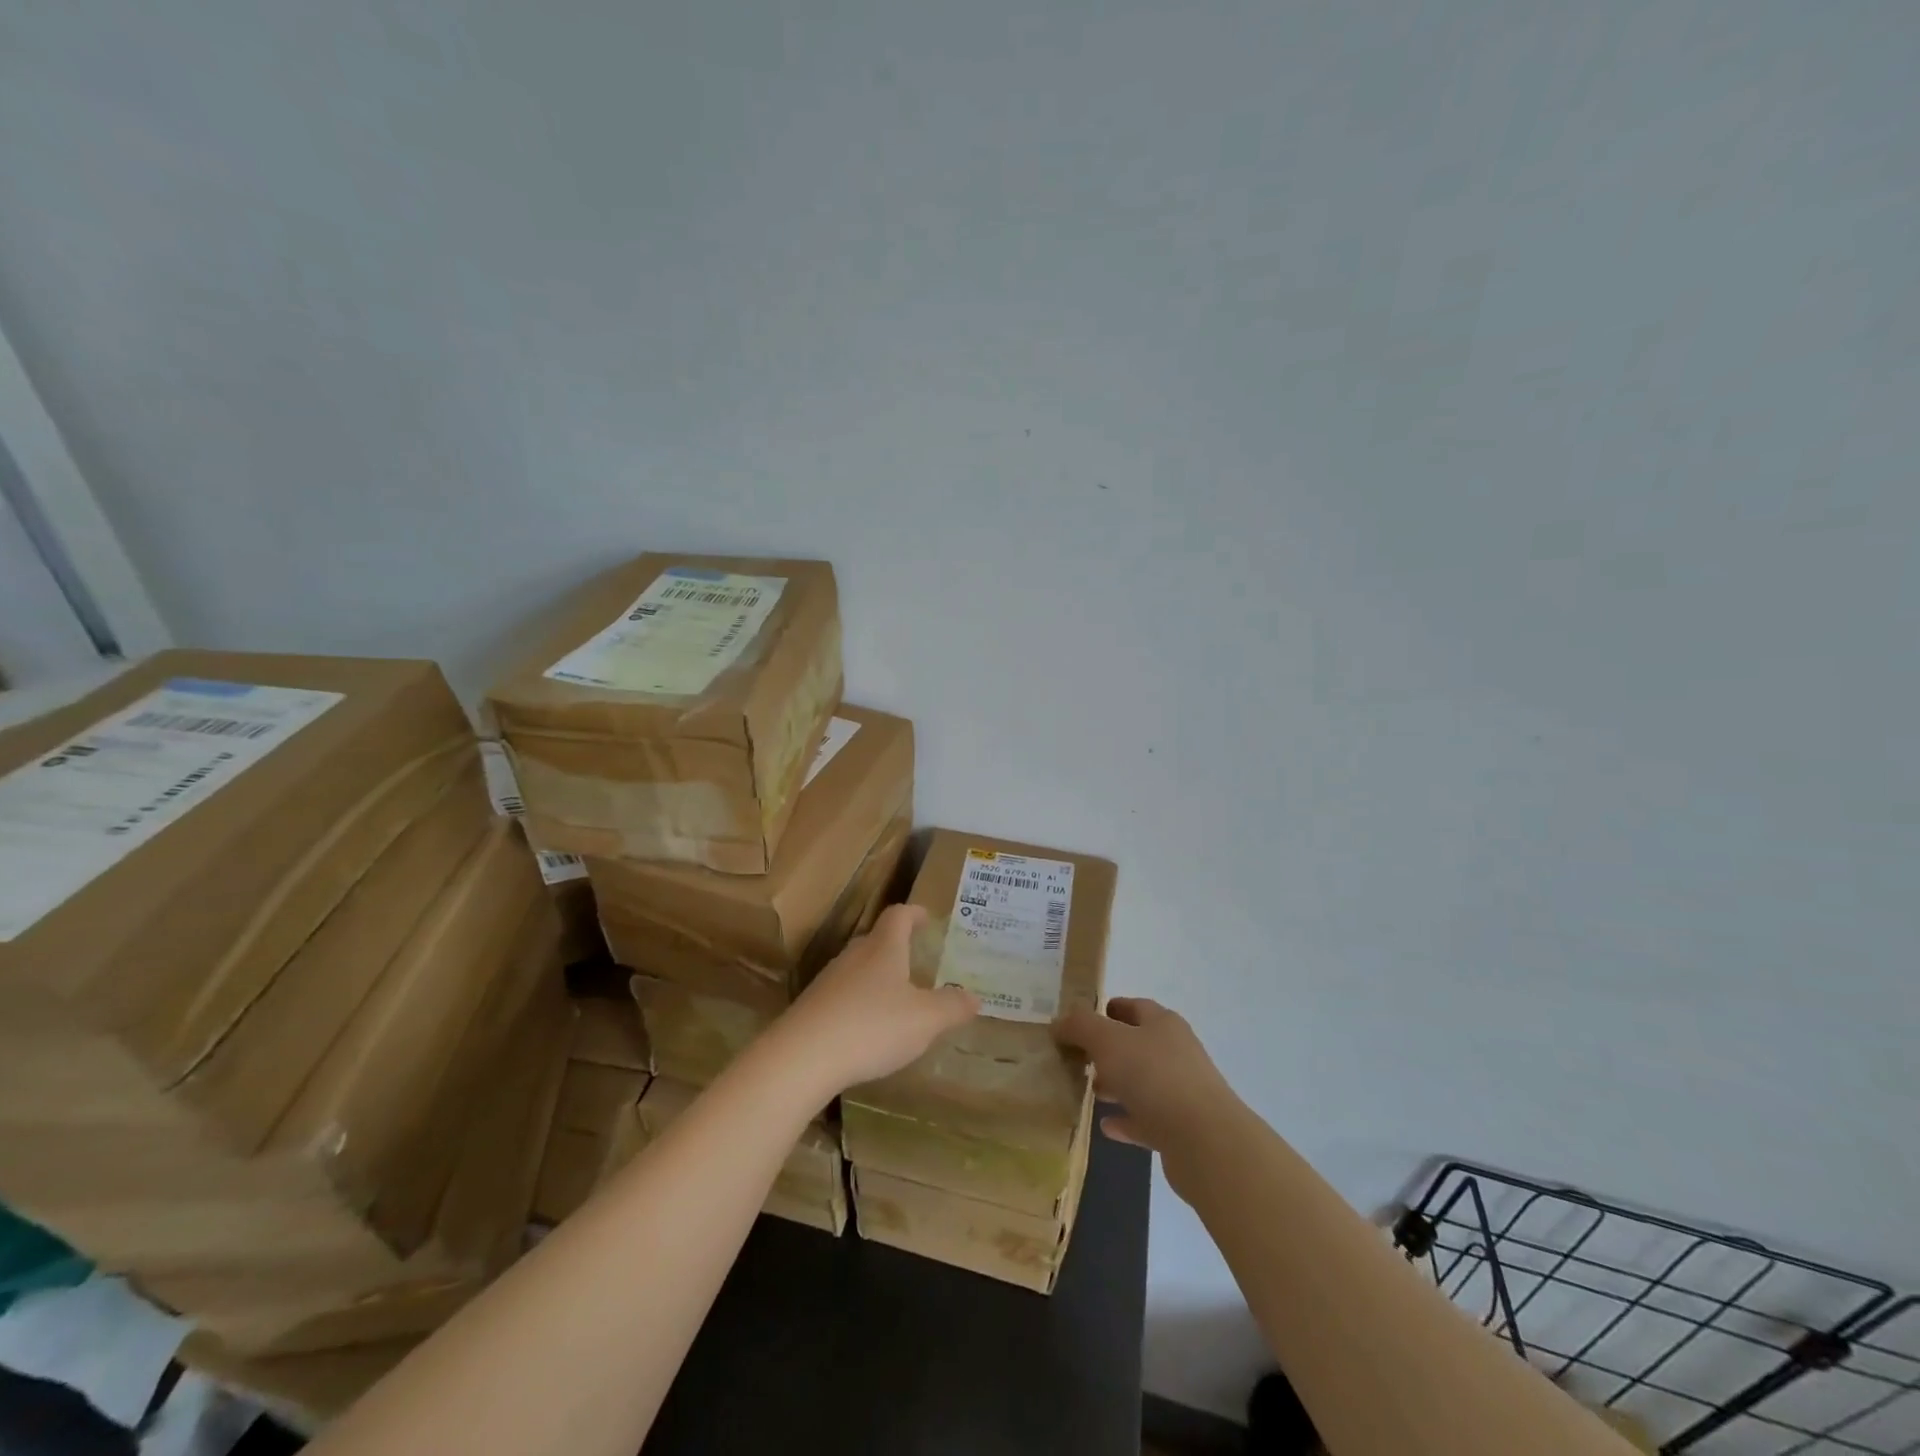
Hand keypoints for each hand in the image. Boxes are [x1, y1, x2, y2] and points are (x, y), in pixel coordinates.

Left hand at [778, 905, 978, 1094]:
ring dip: (877, 977)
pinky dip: (858, 1003)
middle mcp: (854, 956)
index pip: (898, 916)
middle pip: (876, 940)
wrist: (802, 1057)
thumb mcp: (925, 1020)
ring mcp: (828, 980)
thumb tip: (975, 997)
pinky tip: (866, 1028)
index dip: (914, 914)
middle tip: (916, 960)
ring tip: (895, 997)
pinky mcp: (812, 1007)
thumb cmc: (872, 1026)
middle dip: (896, 946)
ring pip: (858, 968)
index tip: (926, 917)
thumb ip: (952, 1007)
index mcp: (883, 948)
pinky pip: (842, 995)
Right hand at [1053, 998, 1239, 1187]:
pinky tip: (1104, 1125)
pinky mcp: (1180, 1129)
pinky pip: (1146, 1119)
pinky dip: (1126, 1119)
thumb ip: (1081, 1027)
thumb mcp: (1108, 1041)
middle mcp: (1175, 1052)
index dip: (1106, 1009)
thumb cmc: (1154, 1076)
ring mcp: (1181, 1091)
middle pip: (1136, 1044)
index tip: (1078, 1021)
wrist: (1205, 1142)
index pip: (1133, 1006)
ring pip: (1141, 1082)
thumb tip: (1059, 1021)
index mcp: (1163, 1024)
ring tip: (1087, 1090)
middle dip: (1106, 1049)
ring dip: (1116, 1084)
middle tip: (1076, 1057)